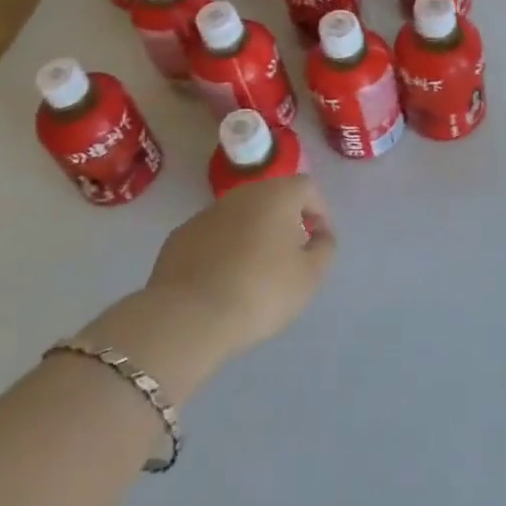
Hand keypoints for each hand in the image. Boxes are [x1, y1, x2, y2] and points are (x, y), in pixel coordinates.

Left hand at [143, 175, 335, 358]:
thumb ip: (324, 248)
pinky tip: (222, 281)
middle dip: (285, 221)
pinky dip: (223, 249)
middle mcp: (242, 193)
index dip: (320, 212)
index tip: (318, 243)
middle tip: (289, 256)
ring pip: (241, 216)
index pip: (308, 188)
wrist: (188, 317)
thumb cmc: (260, 292)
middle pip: (273, 198)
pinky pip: (213, 236)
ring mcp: (207, 213)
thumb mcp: (309, 277)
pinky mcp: (180, 236)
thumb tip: (320, 234)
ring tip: (255, 273)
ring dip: (253, 234)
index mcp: (277, 195)